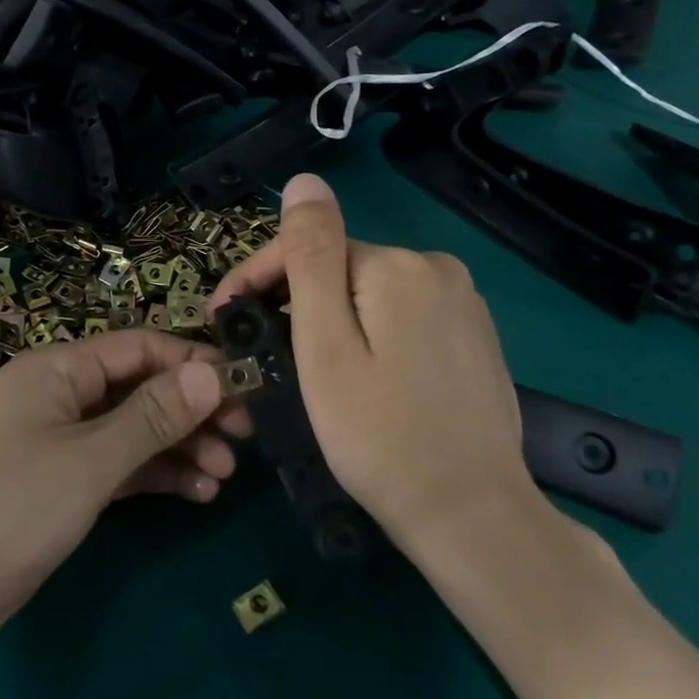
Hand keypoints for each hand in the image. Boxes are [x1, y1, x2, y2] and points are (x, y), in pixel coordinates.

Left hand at [0, 331, 250, 672]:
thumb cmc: (5, 509)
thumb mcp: (89, 461)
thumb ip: (153, 416)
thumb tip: (213, 369)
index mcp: (56, 370)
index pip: (138, 348)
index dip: (193, 362)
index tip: (246, 386)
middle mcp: (58, 396)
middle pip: (139, 388)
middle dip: (192, 409)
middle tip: (247, 437)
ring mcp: (57, 443)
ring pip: (132, 431)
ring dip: (179, 446)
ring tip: (225, 473)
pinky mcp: (58, 485)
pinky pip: (117, 467)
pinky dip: (153, 475)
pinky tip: (196, 492)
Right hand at [212, 173, 544, 557]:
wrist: (472, 517)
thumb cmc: (379, 436)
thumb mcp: (326, 346)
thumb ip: (311, 257)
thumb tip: (304, 181)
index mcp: (397, 265)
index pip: (308, 248)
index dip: (258, 279)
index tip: (224, 319)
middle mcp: (437, 268)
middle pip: (339, 270)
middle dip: (296, 302)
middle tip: (263, 356)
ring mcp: (463, 301)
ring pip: (369, 293)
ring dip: (331, 319)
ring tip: (306, 370)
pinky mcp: (474, 334)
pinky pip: (402, 315)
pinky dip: (371, 334)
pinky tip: (363, 375)